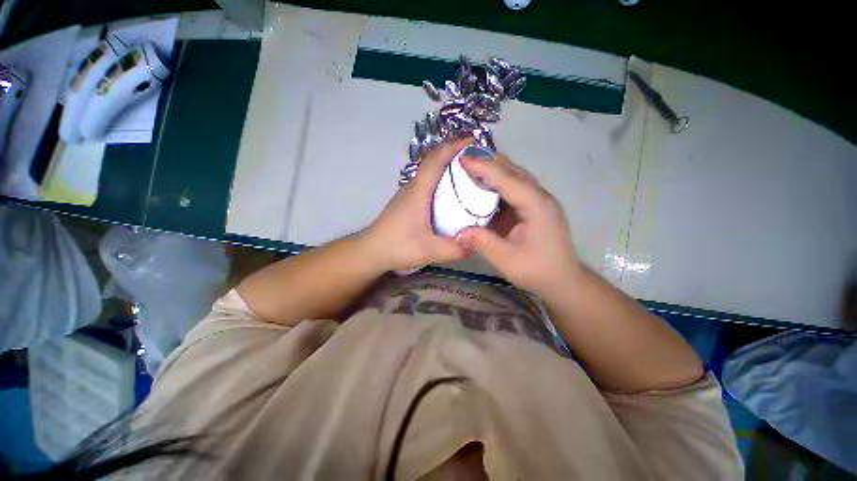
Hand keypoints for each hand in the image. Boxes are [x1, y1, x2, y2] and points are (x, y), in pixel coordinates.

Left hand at [362, 138, 472, 271]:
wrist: (370, 251)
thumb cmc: (397, 246)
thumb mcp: (429, 250)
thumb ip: (455, 249)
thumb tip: (478, 244)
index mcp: (418, 191)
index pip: (436, 159)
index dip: (454, 146)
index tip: (474, 141)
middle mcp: (413, 186)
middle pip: (434, 161)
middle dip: (456, 155)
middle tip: (479, 161)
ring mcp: (408, 193)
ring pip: (430, 172)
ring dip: (449, 168)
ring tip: (470, 176)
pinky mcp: (408, 201)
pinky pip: (428, 183)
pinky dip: (442, 181)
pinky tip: (453, 195)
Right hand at [454, 154, 581, 296]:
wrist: (562, 279)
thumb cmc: (537, 270)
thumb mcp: (507, 260)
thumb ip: (483, 243)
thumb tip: (458, 232)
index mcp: (536, 206)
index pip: (508, 179)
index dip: (484, 167)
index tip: (462, 158)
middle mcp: (540, 196)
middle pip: (513, 171)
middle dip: (488, 162)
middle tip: (463, 159)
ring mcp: (539, 200)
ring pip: (515, 176)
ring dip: (494, 170)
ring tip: (470, 167)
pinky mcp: (534, 206)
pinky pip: (515, 187)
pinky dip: (498, 182)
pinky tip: (483, 185)